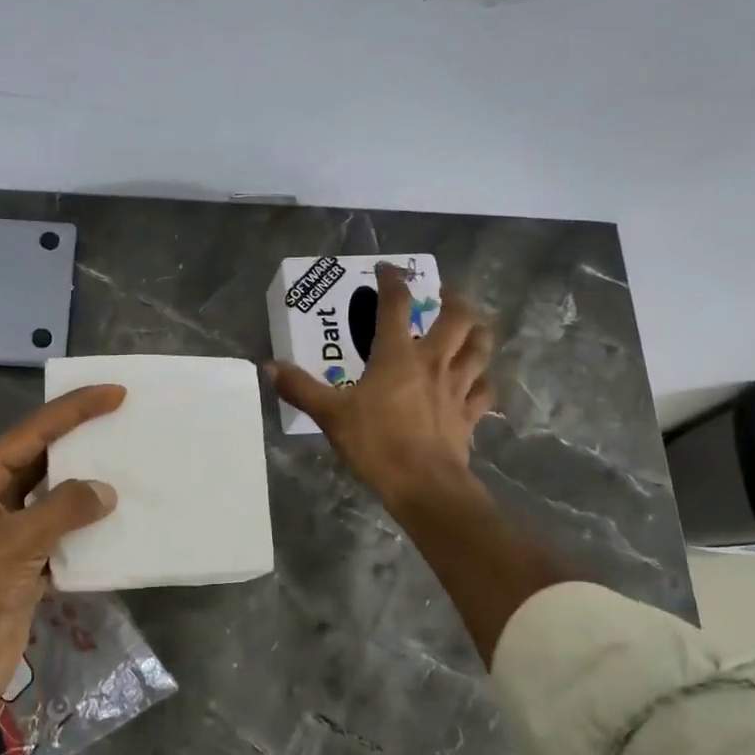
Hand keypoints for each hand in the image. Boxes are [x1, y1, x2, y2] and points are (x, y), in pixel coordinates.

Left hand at [0, 386, 122, 704]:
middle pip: (46, 458)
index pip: (34, 432)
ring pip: (58, 497)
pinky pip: (67, 534)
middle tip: (126, 422)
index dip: (74, 410)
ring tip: (131, 465)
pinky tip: (121, 520)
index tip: (114, 394)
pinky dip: (91, 528)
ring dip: (90, 485)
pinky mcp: (31, 565)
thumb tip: (106, 490)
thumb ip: (63, 509)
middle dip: (83, 441)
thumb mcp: (15, 543)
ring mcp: (15, 534)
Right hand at [268, 264, 495, 508]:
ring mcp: (457, 387)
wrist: (424, 485)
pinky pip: (484, 389)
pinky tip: (477, 380)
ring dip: (478, 331)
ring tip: (472, 324)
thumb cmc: (376, 443)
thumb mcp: (330, 415)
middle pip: (458, 317)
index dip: (393, 280)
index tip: (387, 269)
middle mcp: (433, 361)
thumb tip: (269, 367)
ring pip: (480, 348)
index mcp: (397, 355)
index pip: (396, 304)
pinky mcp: (470, 413)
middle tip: (443, 294)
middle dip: (454, 299)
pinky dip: (482, 379)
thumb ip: (300, 388)